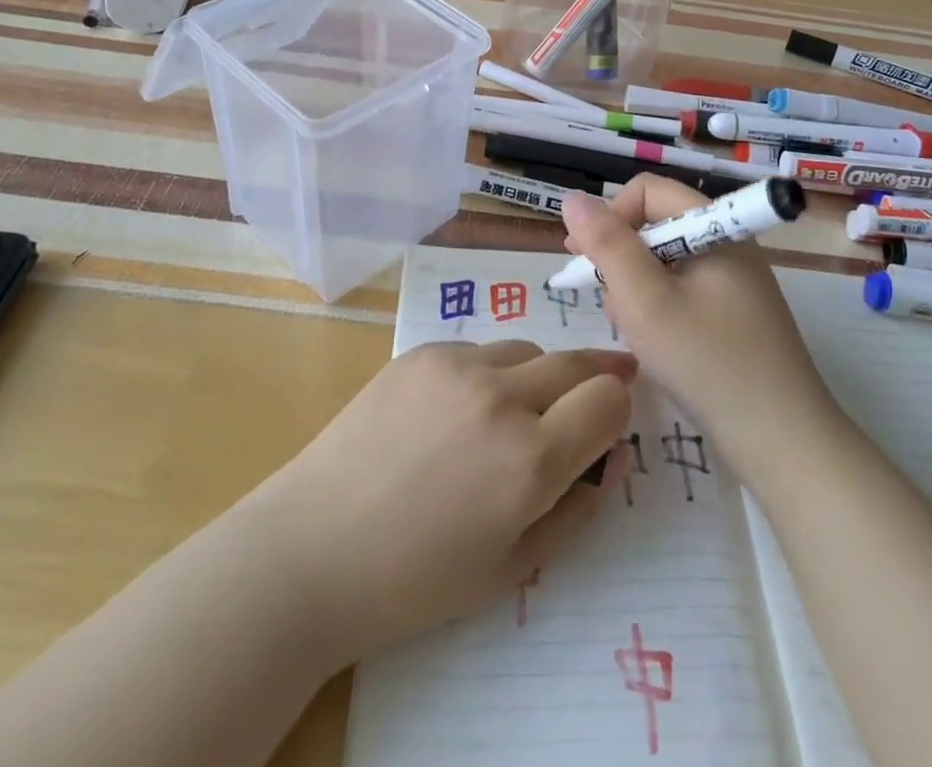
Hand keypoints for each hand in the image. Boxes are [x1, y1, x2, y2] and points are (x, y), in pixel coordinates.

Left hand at [241, 339, 634, 665]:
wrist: (313, 549)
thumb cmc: (416, 580)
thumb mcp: (512, 568)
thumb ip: (575, 509)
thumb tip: (611, 457)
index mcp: (531, 459)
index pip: (608, 399)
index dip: (618, 407)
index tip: (613, 417)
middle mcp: (502, 397)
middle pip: (575, 362)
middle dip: (596, 375)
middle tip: (598, 388)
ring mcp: (457, 365)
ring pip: (526, 350)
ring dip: (537, 376)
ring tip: (512, 412)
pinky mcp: (421, 351)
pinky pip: (477, 350)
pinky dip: (486, 373)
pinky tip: (455, 411)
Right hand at [561, 176, 840, 469]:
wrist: (783, 444)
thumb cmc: (707, 363)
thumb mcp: (645, 300)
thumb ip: (607, 245)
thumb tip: (572, 198)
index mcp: (715, 227)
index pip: (647, 191)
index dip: (611, 217)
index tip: (586, 260)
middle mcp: (727, 244)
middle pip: (654, 226)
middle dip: (621, 261)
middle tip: (611, 305)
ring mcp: (734, 282)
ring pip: (663, 264)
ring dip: (637, 291)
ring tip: (634, 333)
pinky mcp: (734, 316)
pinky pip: (682, 293)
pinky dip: (659, 311)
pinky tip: (655, 347)